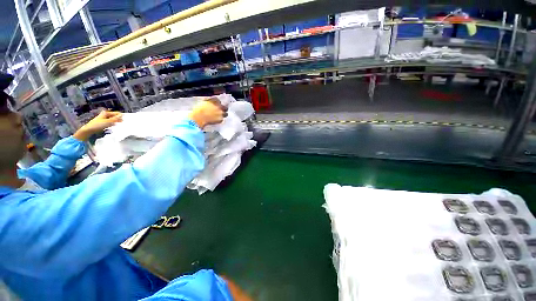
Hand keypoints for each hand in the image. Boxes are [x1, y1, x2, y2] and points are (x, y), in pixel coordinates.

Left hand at [74, 110, 122, 140]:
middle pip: (114, 116)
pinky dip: (112, 124)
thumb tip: (122, 115)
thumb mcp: (108, 121)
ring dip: (116, 122)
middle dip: (118, 119)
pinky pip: (110, 123)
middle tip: (123, 123)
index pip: (116, 113)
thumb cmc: (98, 125)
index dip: (121, 116)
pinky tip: (114, 127)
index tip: (125, 120)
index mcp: (106, 113)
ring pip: (112, 120)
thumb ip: (115, 118)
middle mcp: (105, 115)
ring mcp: (103, 119)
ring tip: (120, 125)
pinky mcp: (102, 123)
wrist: (89, 130)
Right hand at [188, 98, 226, 128]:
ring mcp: (221, 113)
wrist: (199, 117)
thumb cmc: (199, 109)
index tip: (216, 105)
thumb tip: (211, 102)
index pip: (218, 101)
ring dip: (223, 114)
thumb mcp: (203, 102)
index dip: (217, 103)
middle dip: (223, 109)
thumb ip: (209, 101)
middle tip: (220, 111)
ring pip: (225, 114)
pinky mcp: (221, 119)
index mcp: (215, 100)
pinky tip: (215, 120)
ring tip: (218, 116)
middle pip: (225, 107)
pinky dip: (219, 119)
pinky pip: (222, 119)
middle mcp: (220, 106)